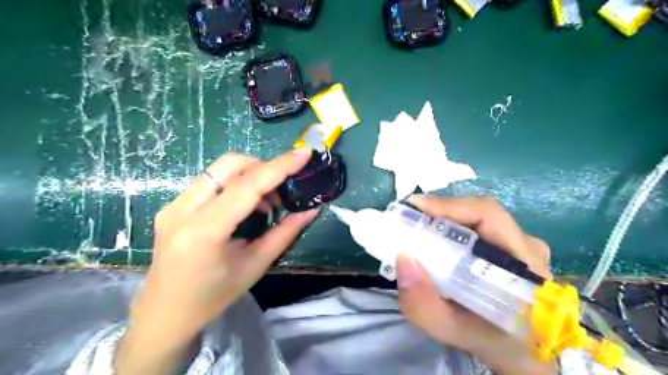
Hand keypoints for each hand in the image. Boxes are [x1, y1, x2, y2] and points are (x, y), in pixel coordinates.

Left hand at [116, 150, 317, 373]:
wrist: (163, 314)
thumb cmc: (213, 297)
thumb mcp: (255, 266)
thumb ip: (285, 233)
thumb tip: (311, 210)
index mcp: (205, 230)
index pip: (247, 186)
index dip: (279, 166)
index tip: (304, 154)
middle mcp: (183, 209)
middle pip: (230, 164)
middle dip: (263, 167)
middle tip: (281, 190)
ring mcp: (173, 204)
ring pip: (219, 169)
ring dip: (249, 175)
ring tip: (265, 202)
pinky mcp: (172, 205)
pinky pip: (210, 180)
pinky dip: (234, 183)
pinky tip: (244, 206)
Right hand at [392, 195, 555, 374]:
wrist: (524, 354)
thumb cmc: (495, 343)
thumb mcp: (457, 332)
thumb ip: (426, 306)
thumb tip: (403, 258)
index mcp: (524, 264)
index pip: (488, 215)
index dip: (449, 205)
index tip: (415, 206)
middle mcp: (526, 246)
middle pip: (479, 212)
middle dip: (440, 211)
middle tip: (408, 218)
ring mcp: (520, 244)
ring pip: (476, 218)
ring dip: (444, 218)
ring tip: (416, 226)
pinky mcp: (510, 248)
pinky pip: (477, 227)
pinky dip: (450, 228)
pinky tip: (433, 238)